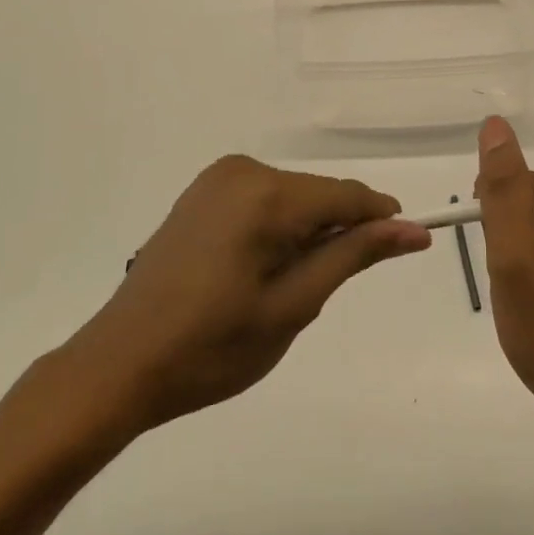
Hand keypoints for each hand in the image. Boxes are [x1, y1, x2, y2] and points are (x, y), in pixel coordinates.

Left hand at [63, 156, 430, 436]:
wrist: (121, 364)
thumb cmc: (212, 347)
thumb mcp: (294, 305)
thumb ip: (353, 256)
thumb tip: (412, 229)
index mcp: (266, 194)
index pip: (348, 195)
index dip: (382, 221)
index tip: (409, 247)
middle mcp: (242, 170)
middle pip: (319, 195)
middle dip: (336, 234)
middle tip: (318, 293)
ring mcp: (217, 178)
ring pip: (293, 199)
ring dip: (306, 235)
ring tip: (282, 289)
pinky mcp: (201, 193)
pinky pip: (263, 201)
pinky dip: (277, 230)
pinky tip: (256, 272)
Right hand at [475, 116, 533, 446]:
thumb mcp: (515, 264)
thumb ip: (503, 192)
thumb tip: (494, 126)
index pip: (509, 188)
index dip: (499, 232)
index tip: (515, 272)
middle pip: (518, 200)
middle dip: (508, 244)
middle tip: (527, 290)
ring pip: (523, 221)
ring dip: (517, 258)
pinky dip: (531, 267)